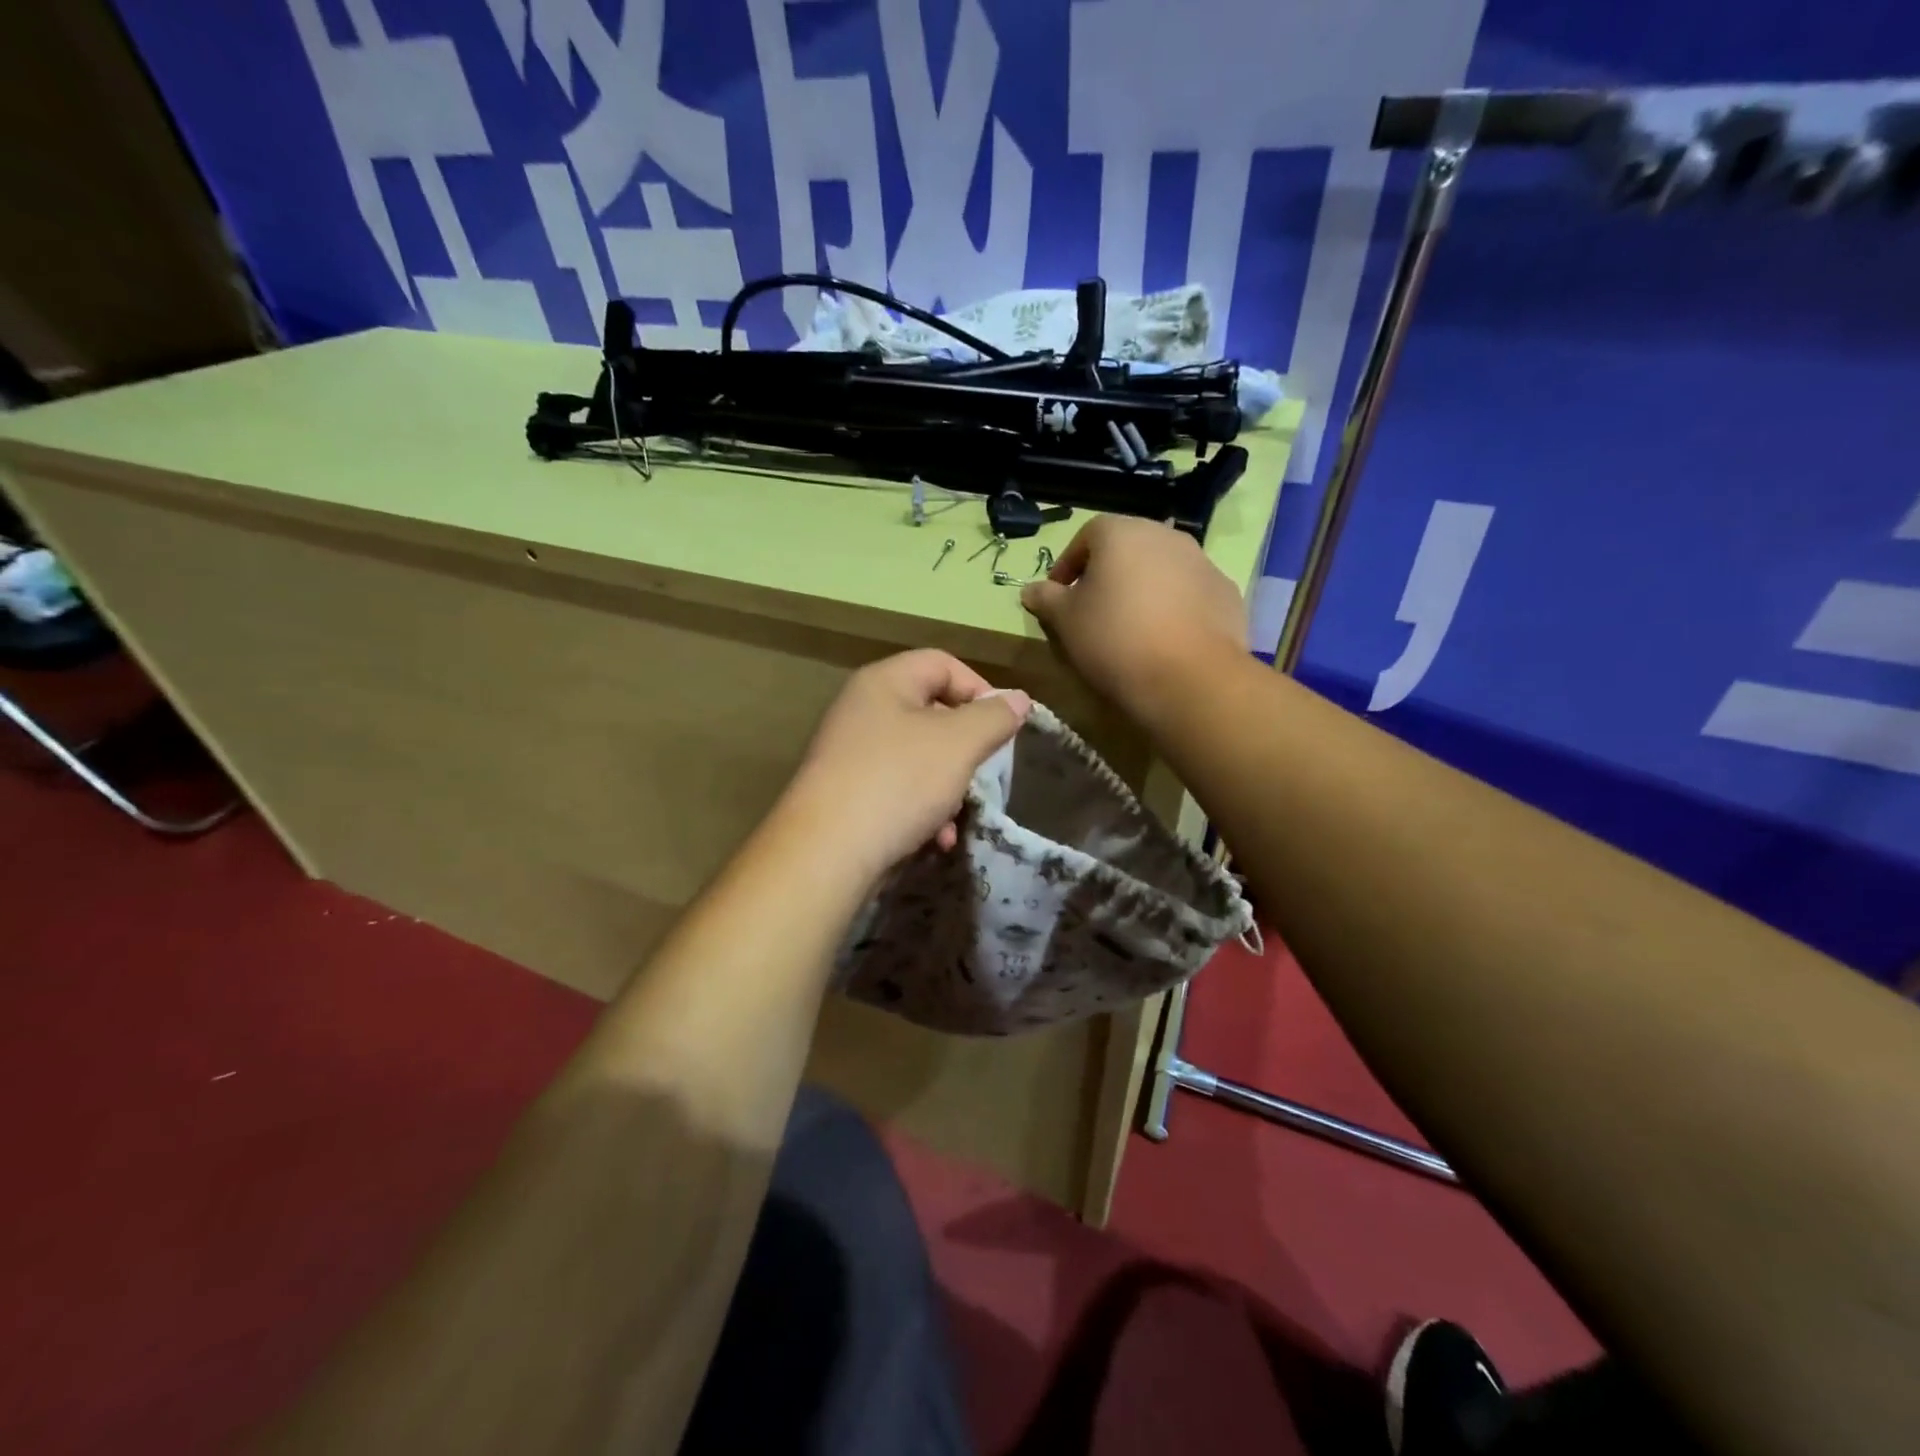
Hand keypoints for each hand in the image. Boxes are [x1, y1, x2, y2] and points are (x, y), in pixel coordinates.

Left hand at [782, 650, 1030, 883]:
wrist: (826, 854)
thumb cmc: (898, 782)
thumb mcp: (959, 744)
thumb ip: (993, 717)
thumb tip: (1018, 699)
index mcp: (884, 682)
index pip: (943, 663)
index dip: (980, 689)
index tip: (1004, 727)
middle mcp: (862, 710)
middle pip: (931, 711)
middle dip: (966, 746)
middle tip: (984, 772)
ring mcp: (851, 754)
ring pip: (918, 756)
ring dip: (948, 786)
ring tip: (957, 816)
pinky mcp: (847, 794)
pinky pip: (898, 788)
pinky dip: (923, 808)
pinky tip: (935, 838)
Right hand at [1020, 516, 1246, 725]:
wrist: (1189, 678)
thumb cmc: (1114, 639)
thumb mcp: (1065, 621)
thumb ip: (1046, 599)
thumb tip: (1031, 590)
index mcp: (1122, 533)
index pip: (1086, 536)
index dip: (1068, 565)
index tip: (1059, 596)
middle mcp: (1165, 535)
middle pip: (1127, 549)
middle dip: (1107, 575)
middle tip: (1093, 612)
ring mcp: (1202, 562)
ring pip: (1161, 569)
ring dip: (1142, 590)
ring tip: (1130, 628)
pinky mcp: (1226, 592)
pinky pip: (1189, 593)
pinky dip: (1174, 608)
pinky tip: (1165, 640)